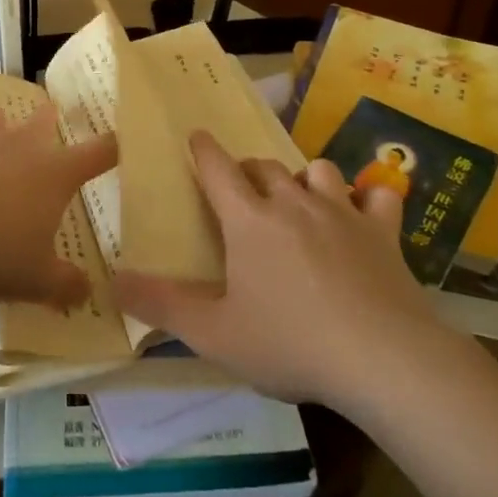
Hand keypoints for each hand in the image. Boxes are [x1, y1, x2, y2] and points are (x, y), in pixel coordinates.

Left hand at [0, 78, 117, 307]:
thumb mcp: (37, 280)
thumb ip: (66, 285)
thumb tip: (87, 292)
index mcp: (55, 175)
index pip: (97, 154)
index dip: (113, 147)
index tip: (123, 139)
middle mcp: (22, 149)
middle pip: (43, 129)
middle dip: (50, 121)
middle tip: (54, 110)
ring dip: (3, 121)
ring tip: (6, 112)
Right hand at [114, 132, 452, 407]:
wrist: (383, 360)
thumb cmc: (291, 343)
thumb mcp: (215, 334)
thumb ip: (162, 306)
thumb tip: (113, 282)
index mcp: (249, 220)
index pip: (218, 168)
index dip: (204, 149)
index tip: (196, 136)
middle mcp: (293, 203)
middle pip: (264, 166)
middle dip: (248, 170)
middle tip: (242, 191)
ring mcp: (343, 213)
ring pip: (318, 171)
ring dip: (303, 178)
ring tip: (300, 199)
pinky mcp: (383, 232)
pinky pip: (378, 196)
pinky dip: (369, 198)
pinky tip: (366, 211)